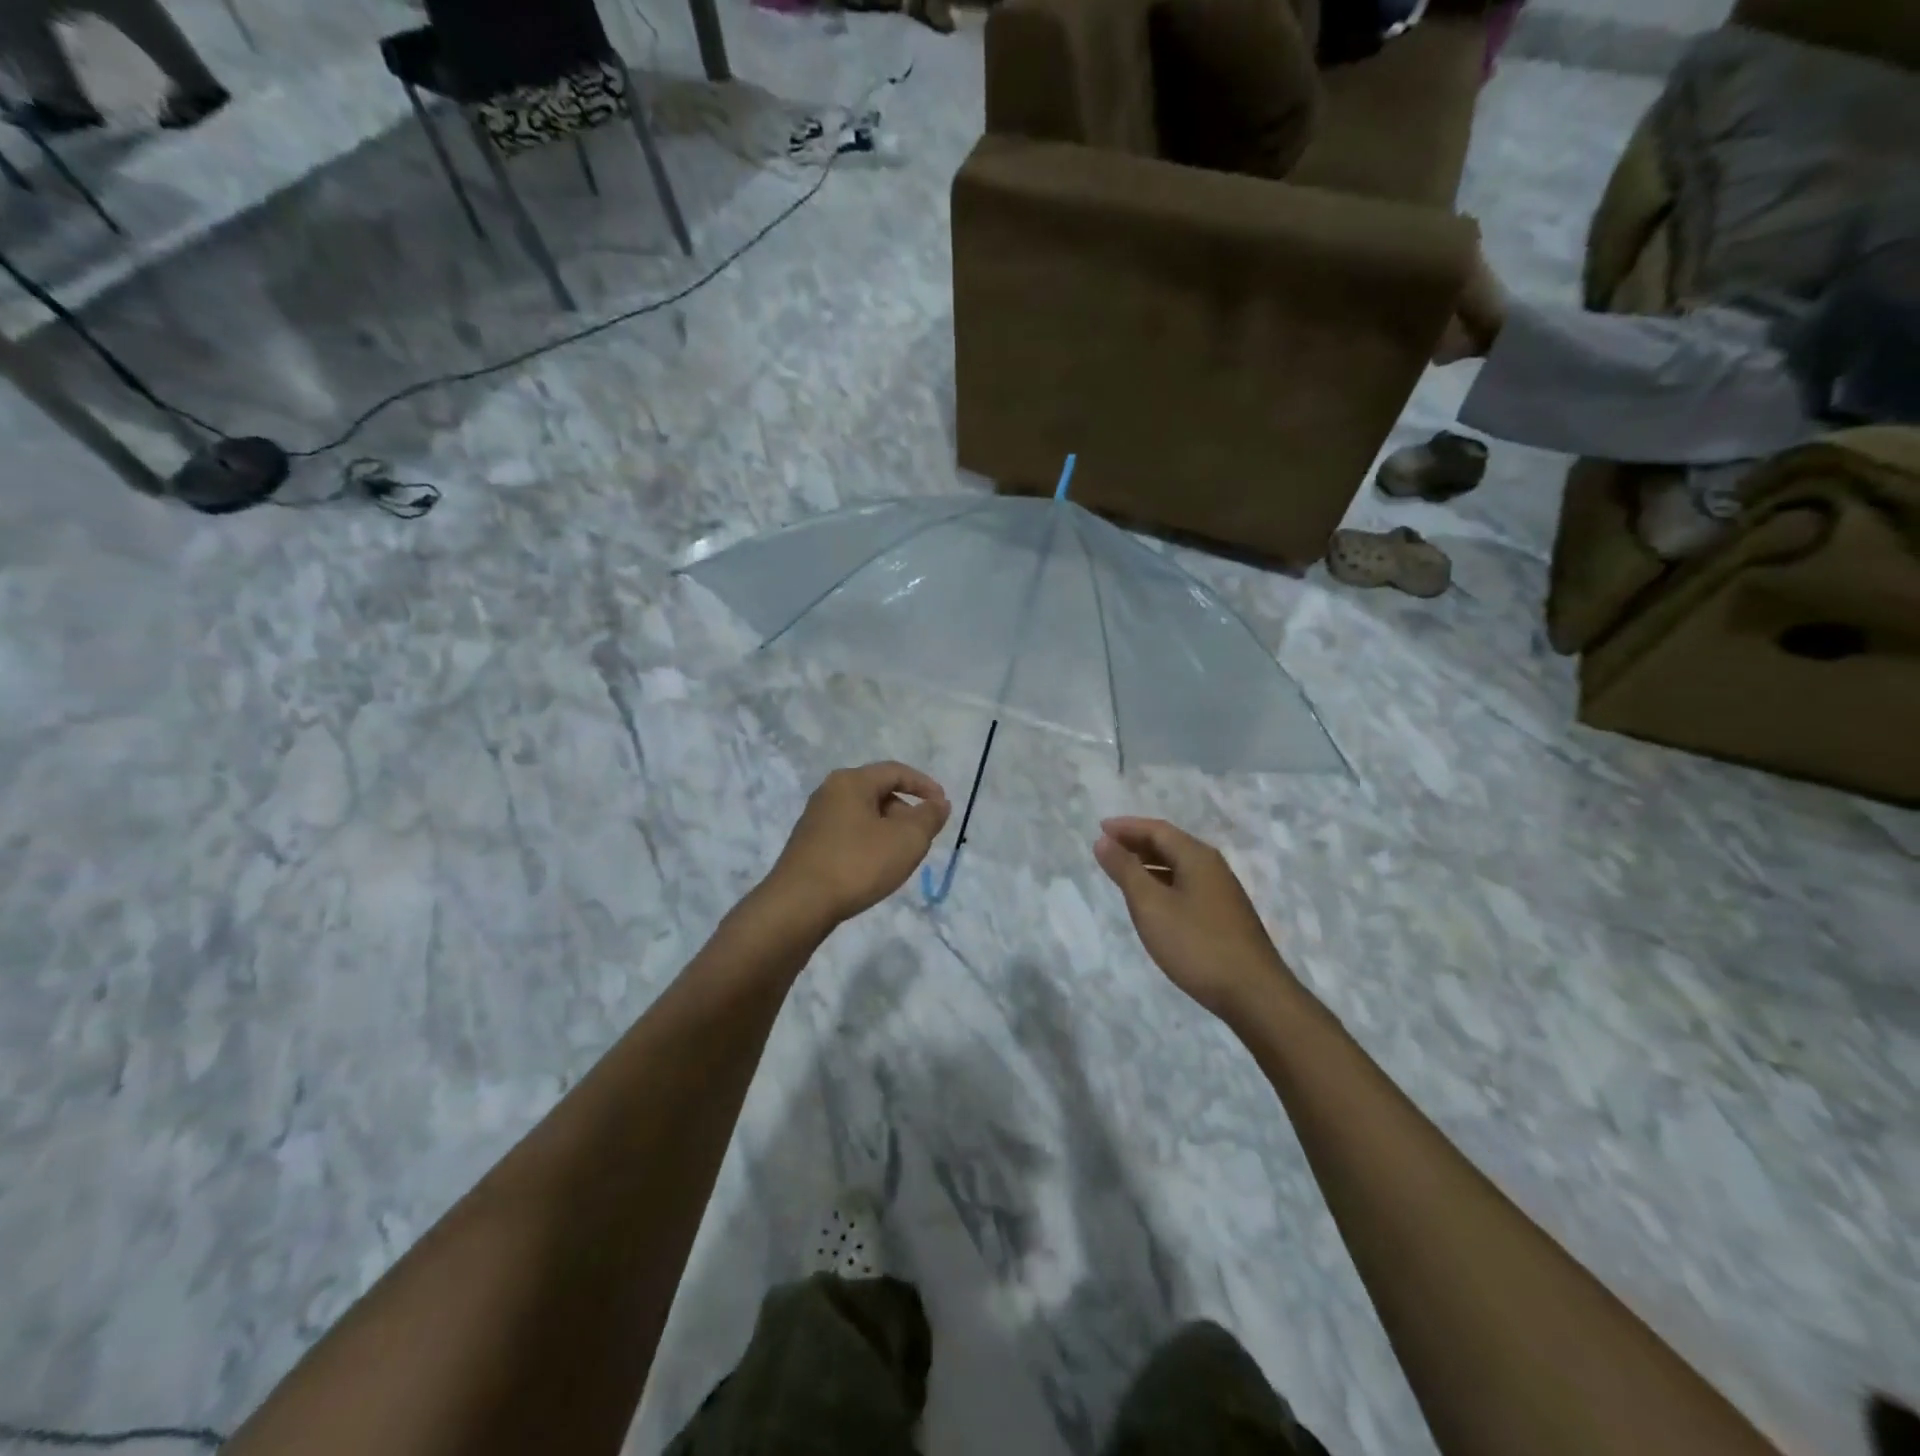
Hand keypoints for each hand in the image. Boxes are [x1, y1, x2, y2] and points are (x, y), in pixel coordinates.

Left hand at [766, 763, 951, 927]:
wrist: (798, 905)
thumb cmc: (858, 864)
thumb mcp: (907, 840)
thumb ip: (929, 817)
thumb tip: (939, 803)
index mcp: (851, 781)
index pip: (895, 771)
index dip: (924, 785)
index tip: (943, 805)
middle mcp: (829, 792)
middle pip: (878, 792)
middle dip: (906, 811)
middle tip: (923, 838)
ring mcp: (816, 819)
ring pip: (864, 815)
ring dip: (888, 830)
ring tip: (901, 857)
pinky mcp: (809, 845)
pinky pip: (849, 834)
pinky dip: (869, 843)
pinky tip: (874, 868)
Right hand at [1094, 817, 1291, 1020]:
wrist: (1254, 994)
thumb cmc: (1197, 945)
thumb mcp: (1151, 905)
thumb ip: (1126, 870)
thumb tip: (1103, 840)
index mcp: (1197, 857)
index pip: (1157, 830)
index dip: (1126, 827)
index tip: (1099, 829)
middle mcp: (1213, 867)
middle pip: (1170, 844)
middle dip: (1137, 842)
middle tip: (1107, 848)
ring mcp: (1222, 892)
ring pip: (1179, 866)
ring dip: (1149, 863)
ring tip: (1123, 872)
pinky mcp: (1225, 915)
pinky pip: (1187, 884)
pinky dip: (1163, 882)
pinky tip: (1153, 902)